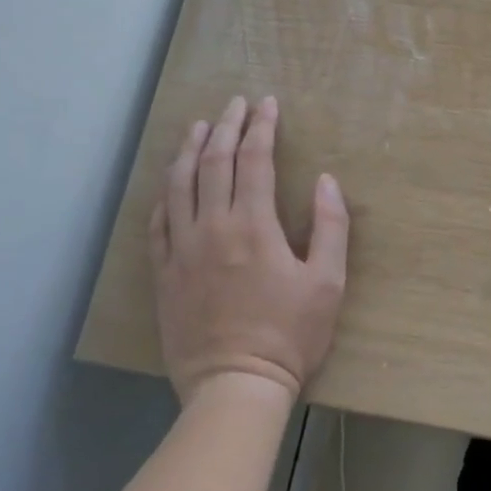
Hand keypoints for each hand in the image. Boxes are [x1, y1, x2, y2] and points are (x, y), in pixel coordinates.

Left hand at [152, 95, 348, 404]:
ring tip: (197, 126)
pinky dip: (166, 195)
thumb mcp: (327, 282)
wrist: (235, 388)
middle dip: (226, 126)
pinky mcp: (164, 274)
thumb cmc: (289, 335)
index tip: (268, 104)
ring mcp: (182, 250)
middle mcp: (212, 227)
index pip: (254, 159)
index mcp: (253, 225)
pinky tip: (172, 183)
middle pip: (213, 162)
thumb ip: (330, 226)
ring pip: (179, 185)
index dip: (262, 126)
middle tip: (236, 103)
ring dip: (189, 149)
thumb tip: (326, 180)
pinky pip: (159, 223)